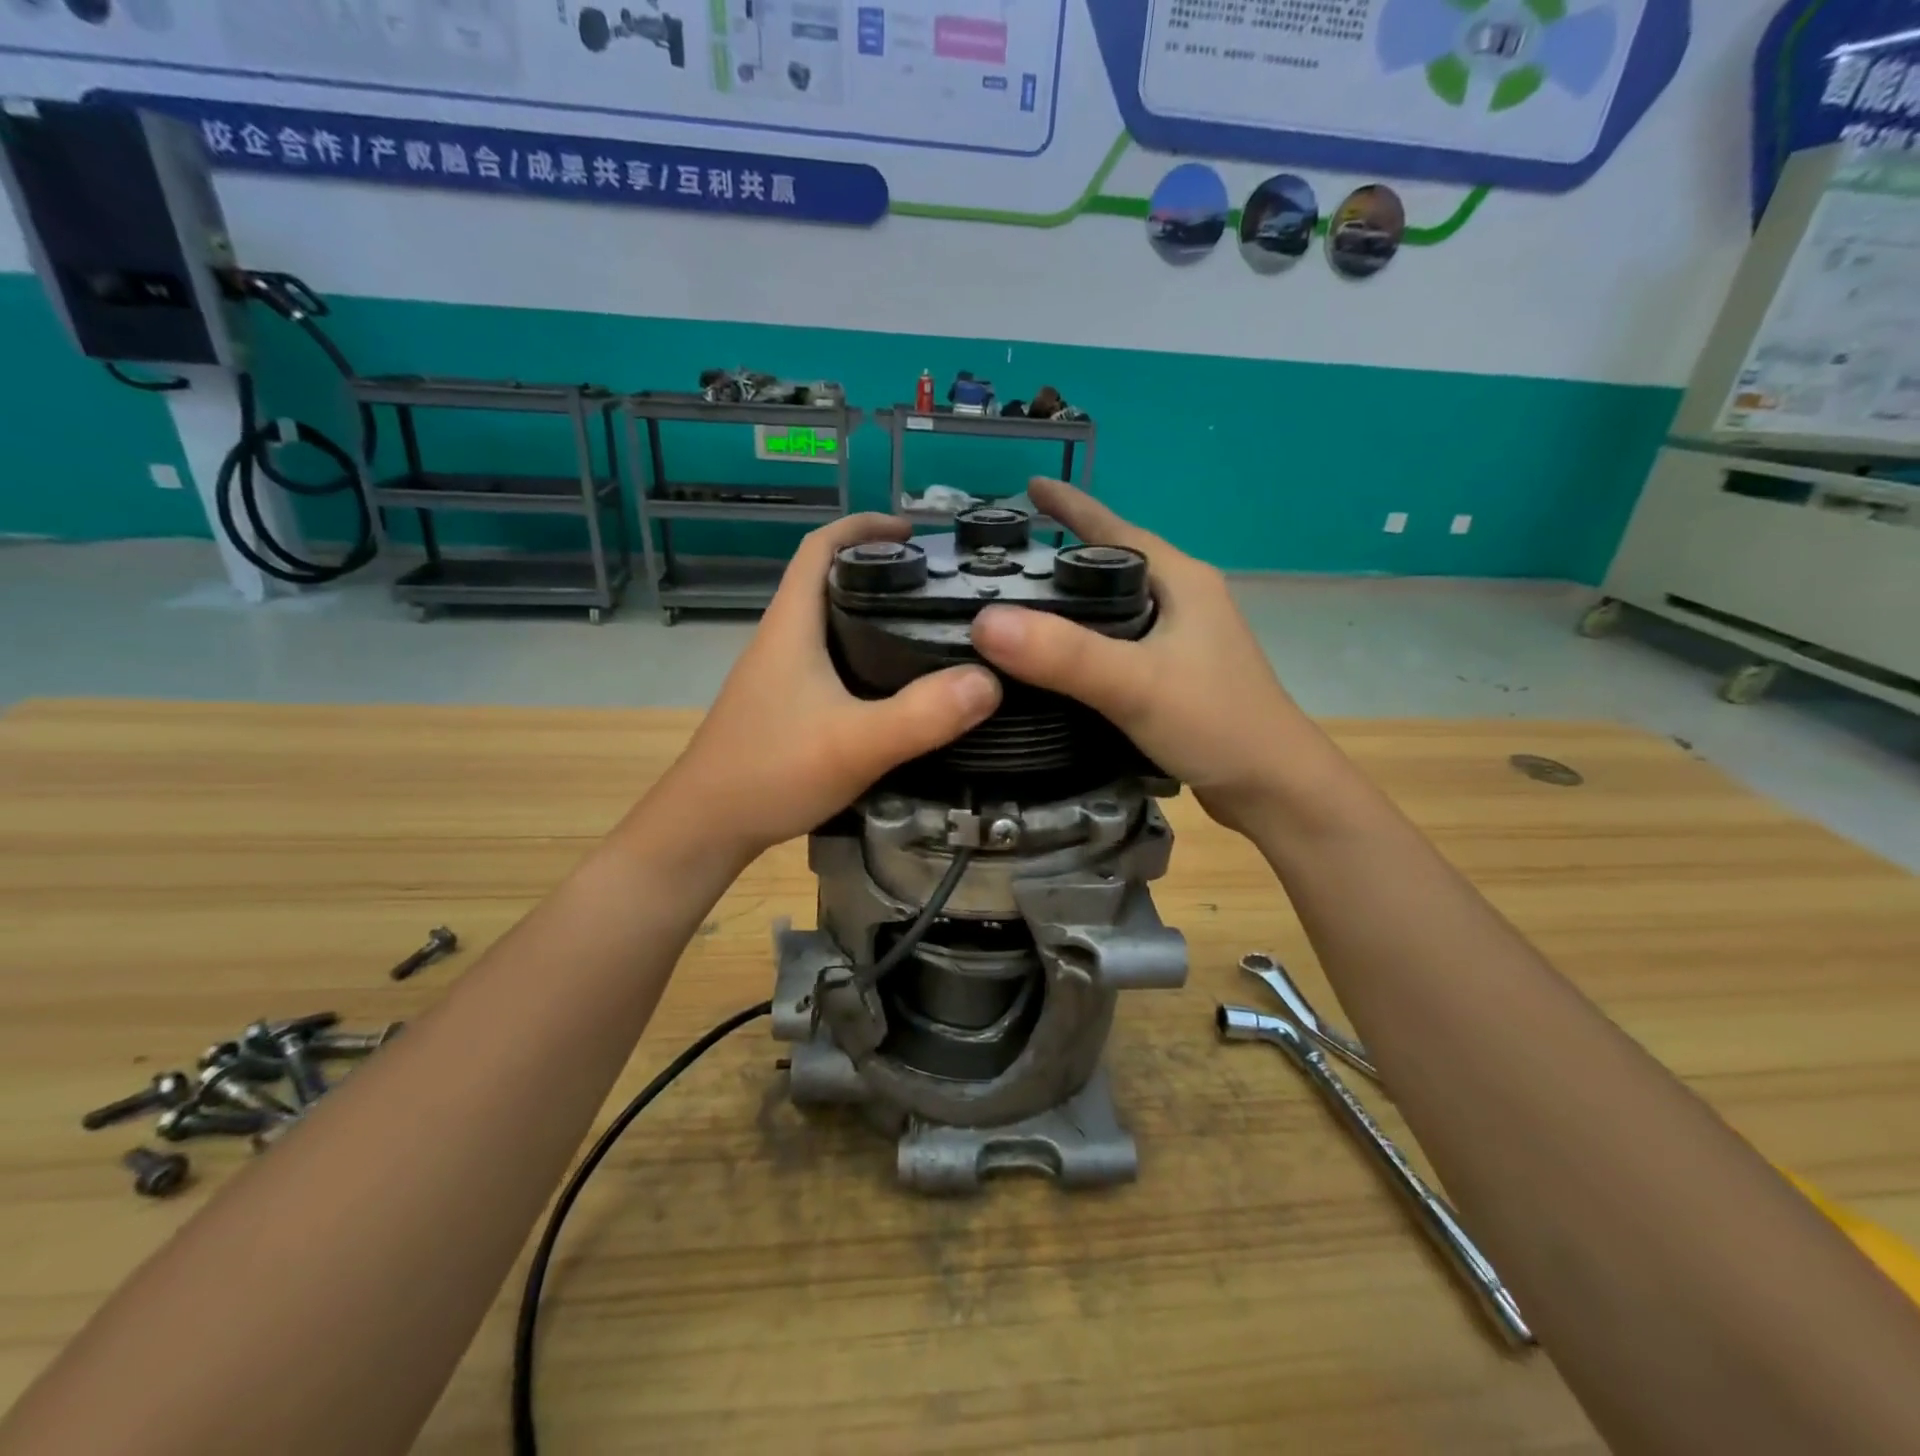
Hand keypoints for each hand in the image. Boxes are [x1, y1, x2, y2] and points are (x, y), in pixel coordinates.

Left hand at [645, 514, 1000, 861]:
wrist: (706, 827)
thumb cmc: (770, 771)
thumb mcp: (855, 744)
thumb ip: (921, 714)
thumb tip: (989, 681)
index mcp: (792, 626)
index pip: (820, 547)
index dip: (863, 526)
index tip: (914, 532)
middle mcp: (782, 640)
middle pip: (830, 582)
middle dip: (881, 572)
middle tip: (939, 588)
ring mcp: (780, 676)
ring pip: (831, 626)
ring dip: (875, 616)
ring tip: (932, 631)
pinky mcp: (784, 707)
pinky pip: (831, 664)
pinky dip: (865, 658)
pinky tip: (897, 688)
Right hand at [972, 478, 1328, 834]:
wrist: (1273, 788)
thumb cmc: (1216, 724)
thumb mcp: (1136, 684)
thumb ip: (1064, 655)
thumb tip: (986, 623)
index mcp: (1181, 580)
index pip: (1114, 528)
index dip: (1070, 506)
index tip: (1026, 488)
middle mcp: (1184, 601)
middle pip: (1111, 565)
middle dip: (1060, 555)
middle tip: (1004, 560)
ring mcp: (1183, 642)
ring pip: (1114, 609)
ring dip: (1071, 604)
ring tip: (1019, 610)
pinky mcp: (1177, 679)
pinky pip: (1119, 646)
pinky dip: (1084, 645)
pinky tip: (1055, 665)